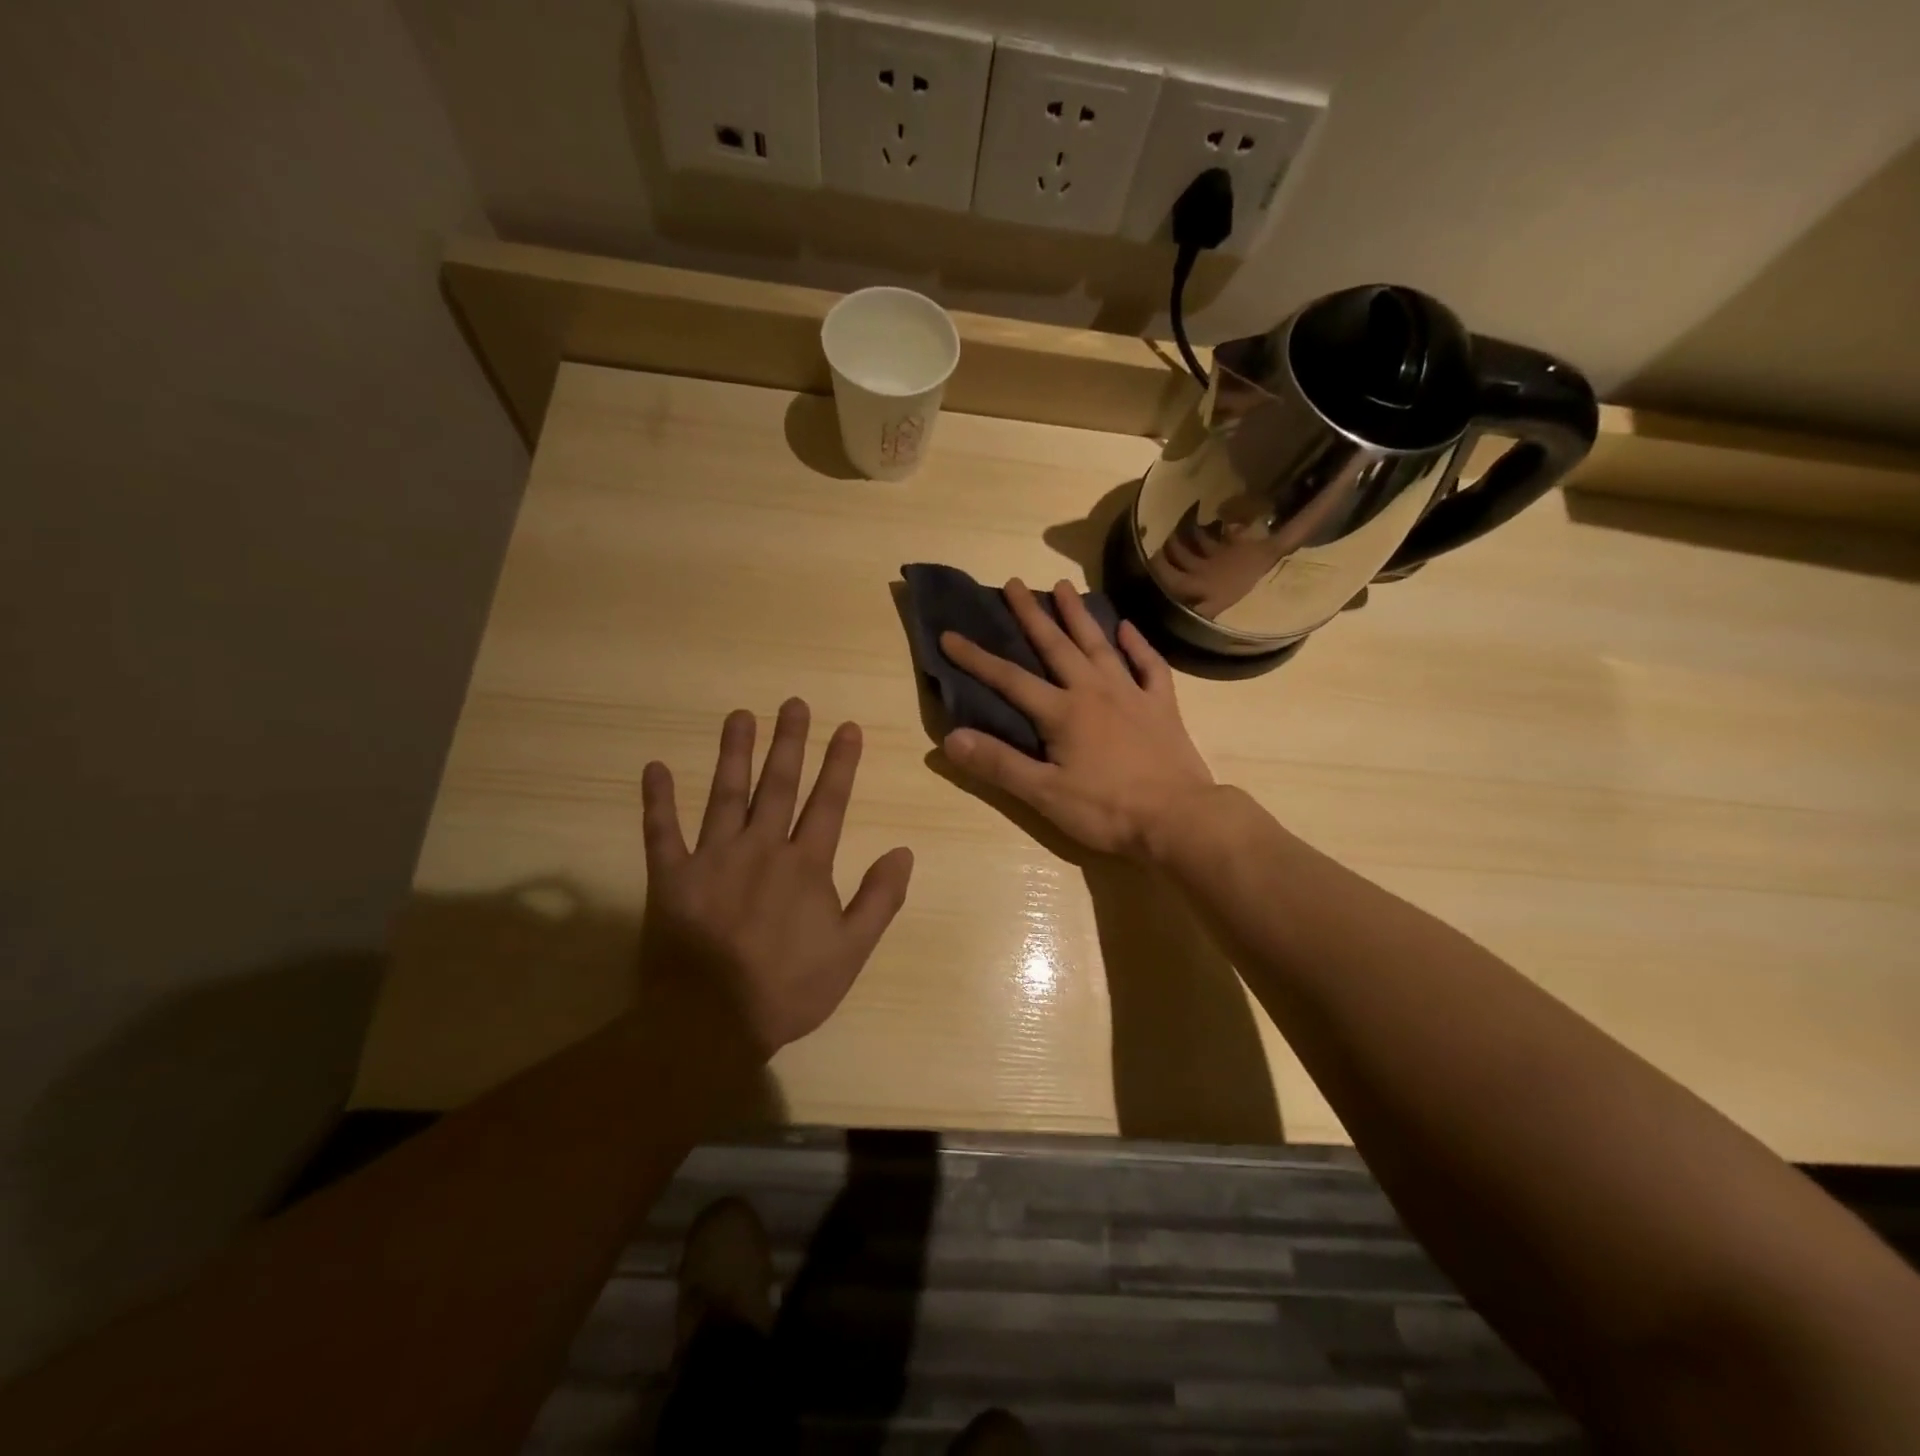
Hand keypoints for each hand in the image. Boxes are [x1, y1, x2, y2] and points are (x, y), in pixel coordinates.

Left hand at [640, 700, 913, 1054]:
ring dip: (733, 753)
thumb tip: (904, 852)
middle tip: (793, 703)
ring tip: (739, 715)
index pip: (828, 802)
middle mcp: (760, 848)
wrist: (711, 1023)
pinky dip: (656, 801)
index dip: (840, 763)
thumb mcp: (851, 952)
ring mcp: (712, 858)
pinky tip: (654, 768)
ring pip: (725, 795)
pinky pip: (660, 832)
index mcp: (805, 865)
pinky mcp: (670, 877)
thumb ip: (879, 899)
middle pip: (778, 785)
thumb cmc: (788, 989)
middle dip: (789, 742)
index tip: (847, 727)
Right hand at [939, 579, 1214, 858]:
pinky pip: (1150, 666)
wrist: (1178, 819)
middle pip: (1056, 646)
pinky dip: (1138, 645)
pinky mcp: (1162, 706)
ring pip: (1099, 645)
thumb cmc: (1106, 810)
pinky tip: (1127, 628)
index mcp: (1062, 712)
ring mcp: (1132, 694)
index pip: (1009, 679)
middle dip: (1031, 614)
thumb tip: (951, 738)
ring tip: (1063, 585)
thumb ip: (999, 764)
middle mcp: (1094, 691)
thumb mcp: (1044, 794)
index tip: (950, 635)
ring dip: (1078, 615)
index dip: (976, 658)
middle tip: (1014, 583)